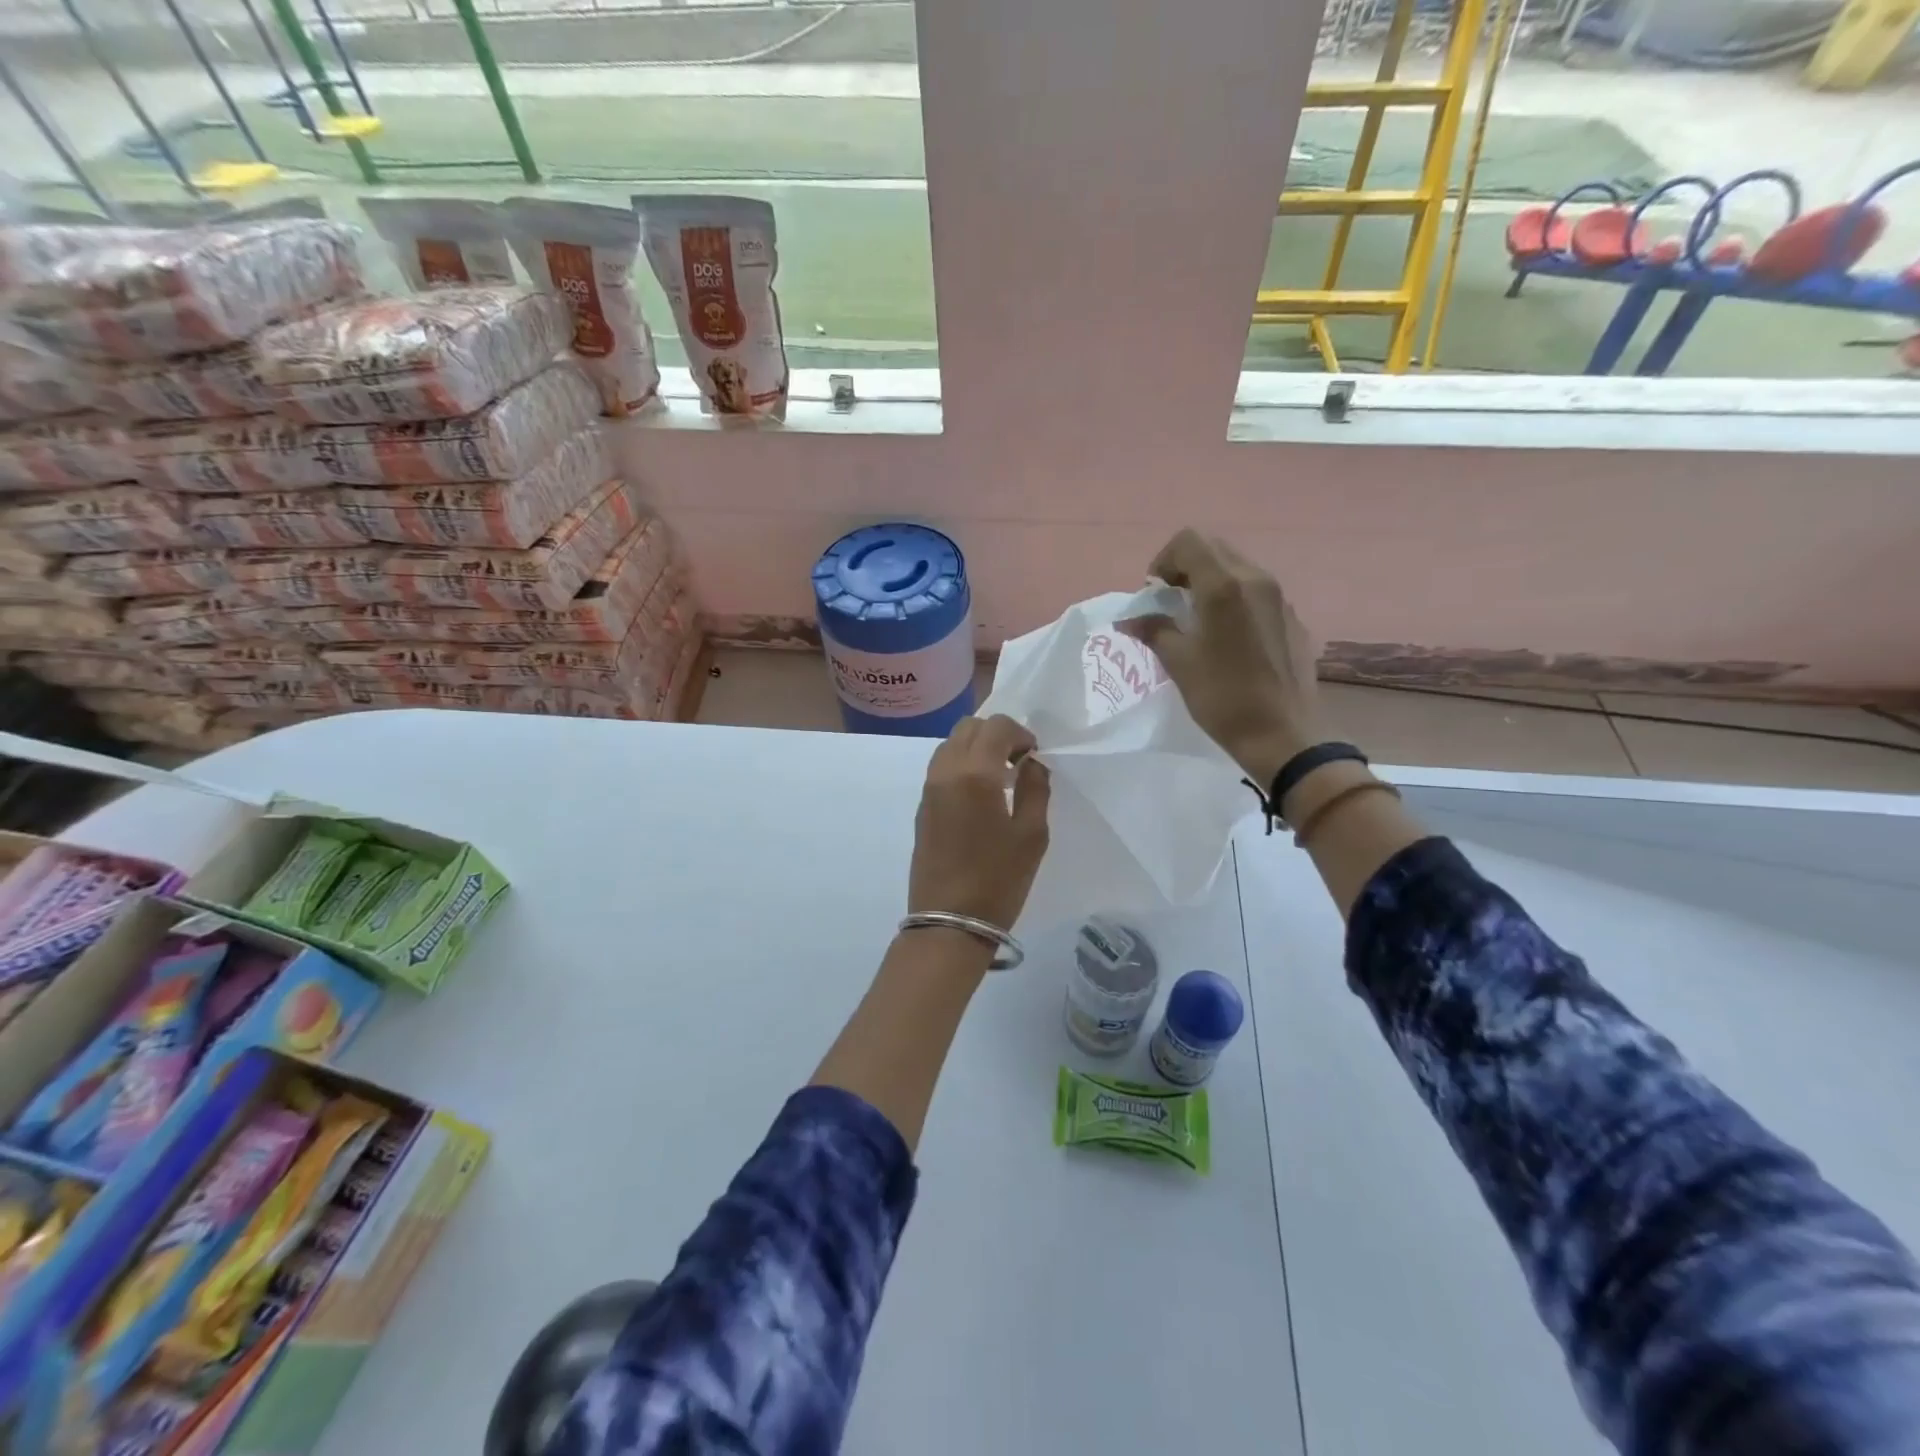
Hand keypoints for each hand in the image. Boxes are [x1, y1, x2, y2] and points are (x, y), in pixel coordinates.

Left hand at [908, 715, 1050, 930]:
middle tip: (1018, 762)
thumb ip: (1036, 789)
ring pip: (950, 744)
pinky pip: (941, 767)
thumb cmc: (998, 879)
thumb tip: (1032, 764)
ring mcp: (928, 789)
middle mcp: (945, 772)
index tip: (1035, 757)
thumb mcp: (1032, 835)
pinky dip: (962, 765)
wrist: (949, 921)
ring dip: (977, 748)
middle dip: (996, 734)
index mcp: (975, 773)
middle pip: (968, 727)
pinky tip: (981, 795)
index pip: (997, 727)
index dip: (1021, 733)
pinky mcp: (922, 807)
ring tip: (1000, 778)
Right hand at [1120, 529, 1325, 782]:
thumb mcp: (1178, 663)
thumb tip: (1130, 619)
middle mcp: (1256, 579)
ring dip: (1210, 582)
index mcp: (1224, 585)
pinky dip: (1234, 599)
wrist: (1282, 734)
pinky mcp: (1291, 617)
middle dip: (1185, 568)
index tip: (1154, 594)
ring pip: (1237, 567)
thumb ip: (1153, 630)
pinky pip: (1256, 591)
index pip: (1188, 542)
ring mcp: (1279, 597)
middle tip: (1171, 603)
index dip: (1163, 561)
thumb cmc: (1222, 697)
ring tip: (1197, 620)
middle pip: (1214, 549)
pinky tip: (1227, 638)